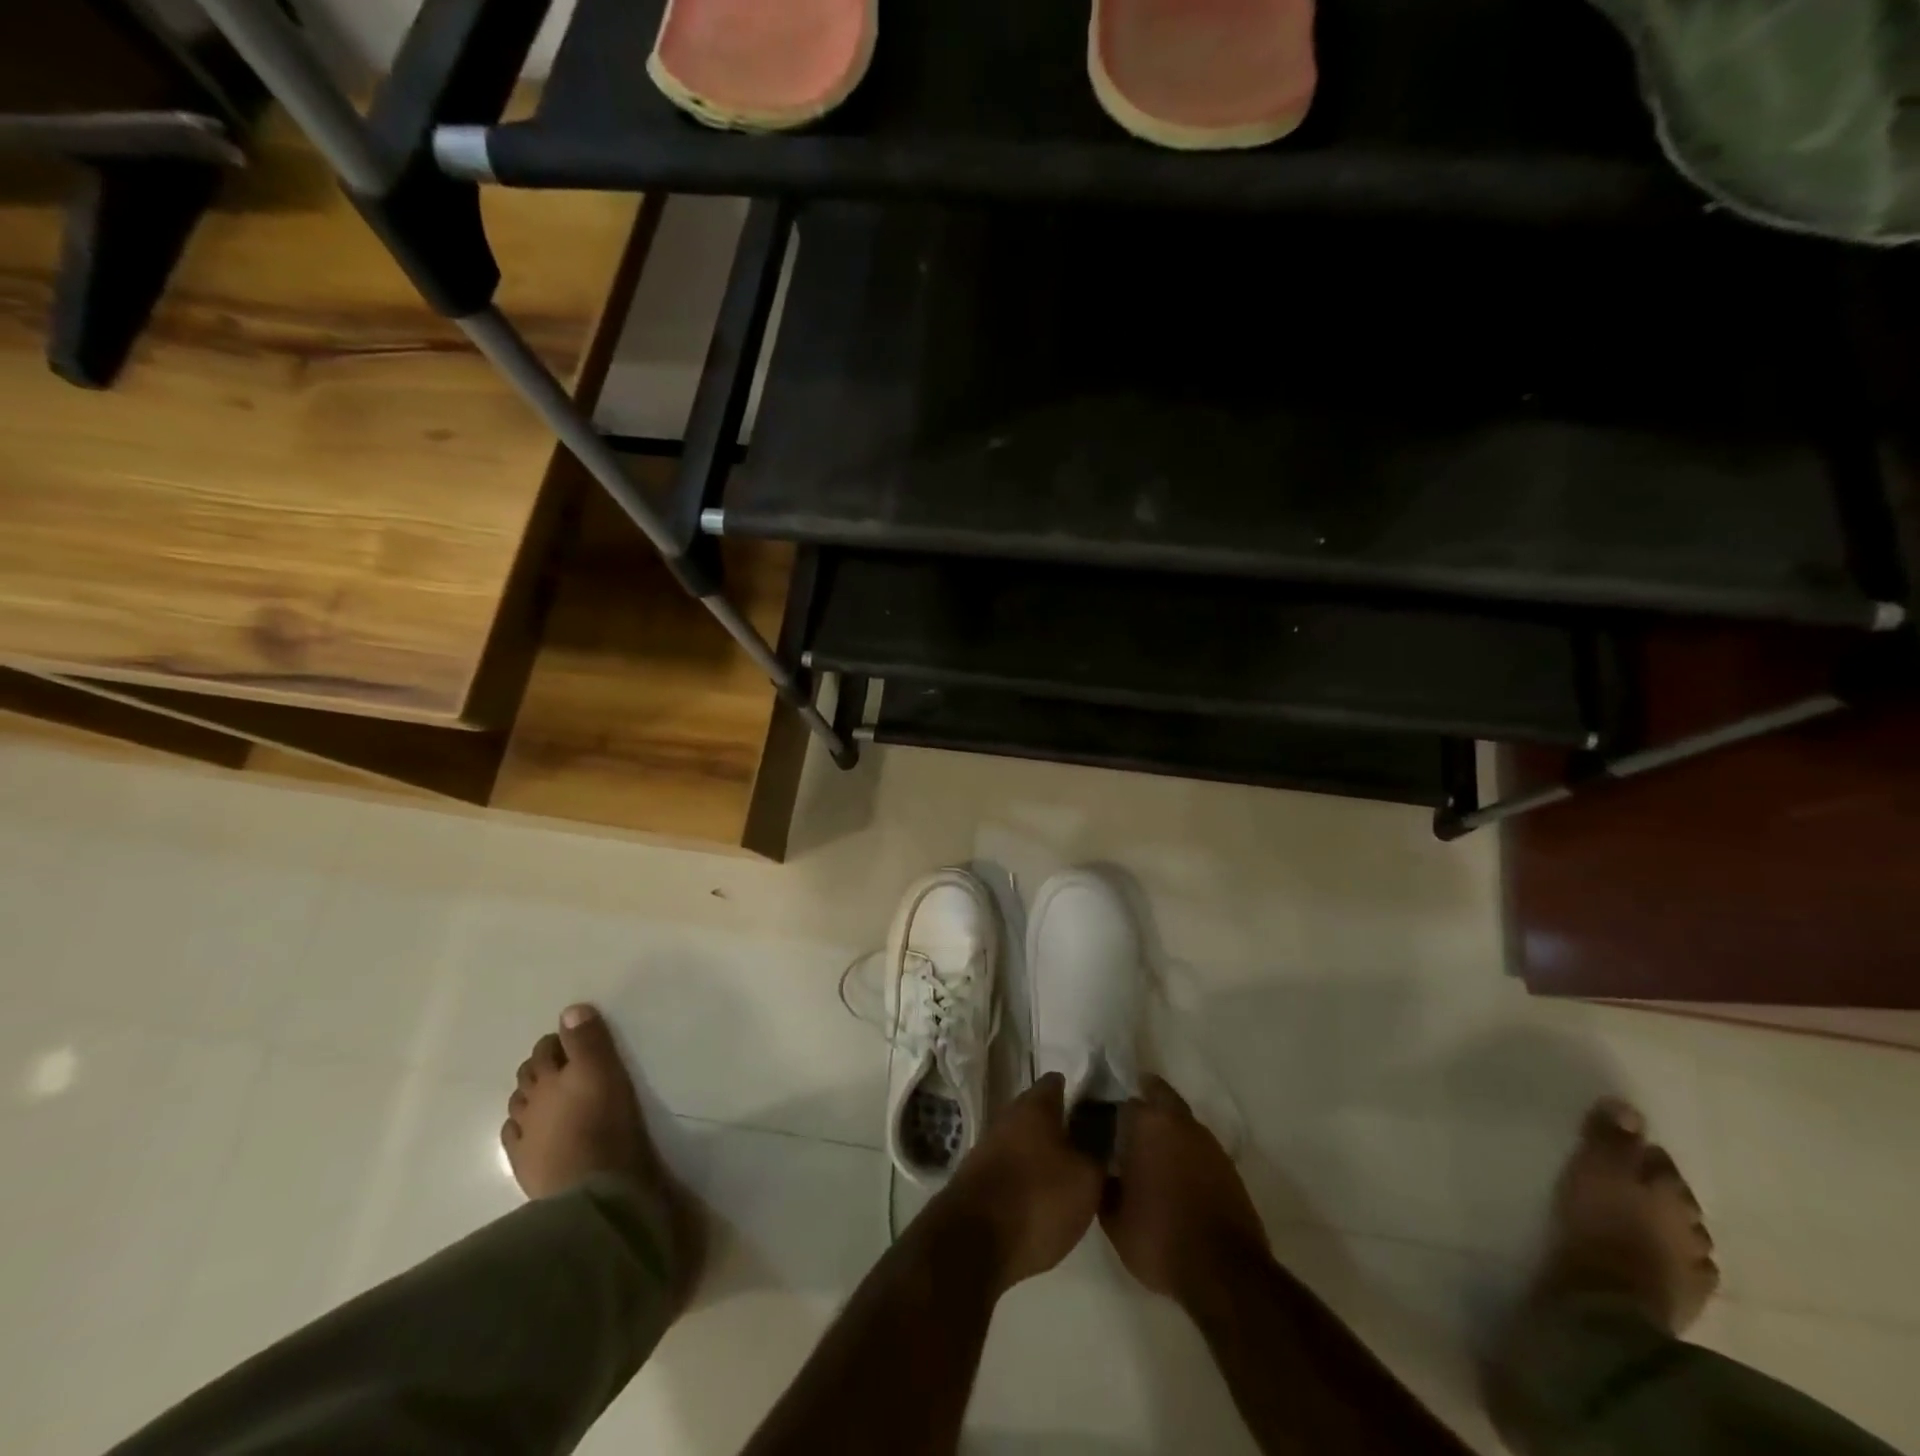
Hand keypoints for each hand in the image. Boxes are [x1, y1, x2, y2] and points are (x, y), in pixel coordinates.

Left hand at [932, 1073, 1104, 1292]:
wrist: (973, 1241)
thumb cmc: (1037, 1199)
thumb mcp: (1086, 1180)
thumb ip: (1098, 1153)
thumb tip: (1102, 1138)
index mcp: (1034, 1105)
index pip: (1058, 1082)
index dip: (1079, 1092)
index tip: (1100, 1109)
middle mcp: (1008, 1116)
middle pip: (1040, 1112)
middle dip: (1063, 1126)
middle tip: (1092, 1146)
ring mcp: (989, 1145)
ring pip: (1025, 1140)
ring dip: (1045, 1153)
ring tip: (1072, 1176)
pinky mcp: (978, 1176)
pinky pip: (1012, 1166)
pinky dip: (1028, 1176)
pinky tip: (1044, 1198)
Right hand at [1103, 1076, 1267, 1304]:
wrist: (1225, 1274)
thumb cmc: (1160, 1238)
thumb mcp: (1114, 1220)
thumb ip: (1103, 1184)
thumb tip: (1102, 1169)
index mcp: (1147, 1123)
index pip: (1123, 1100)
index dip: (1111, 1112)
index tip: (1101, 1127)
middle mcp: (1179, 1121)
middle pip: (1158, 1095)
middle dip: (1143, 1101)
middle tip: (1126, 1124)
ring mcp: (1208, 1142)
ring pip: (1181, 1120)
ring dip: (1167, 1128)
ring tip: (1150, 1153)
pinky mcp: (1228, 1166)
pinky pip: (1198, 1146)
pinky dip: (1186, 1152)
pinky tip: (1175, 1175)